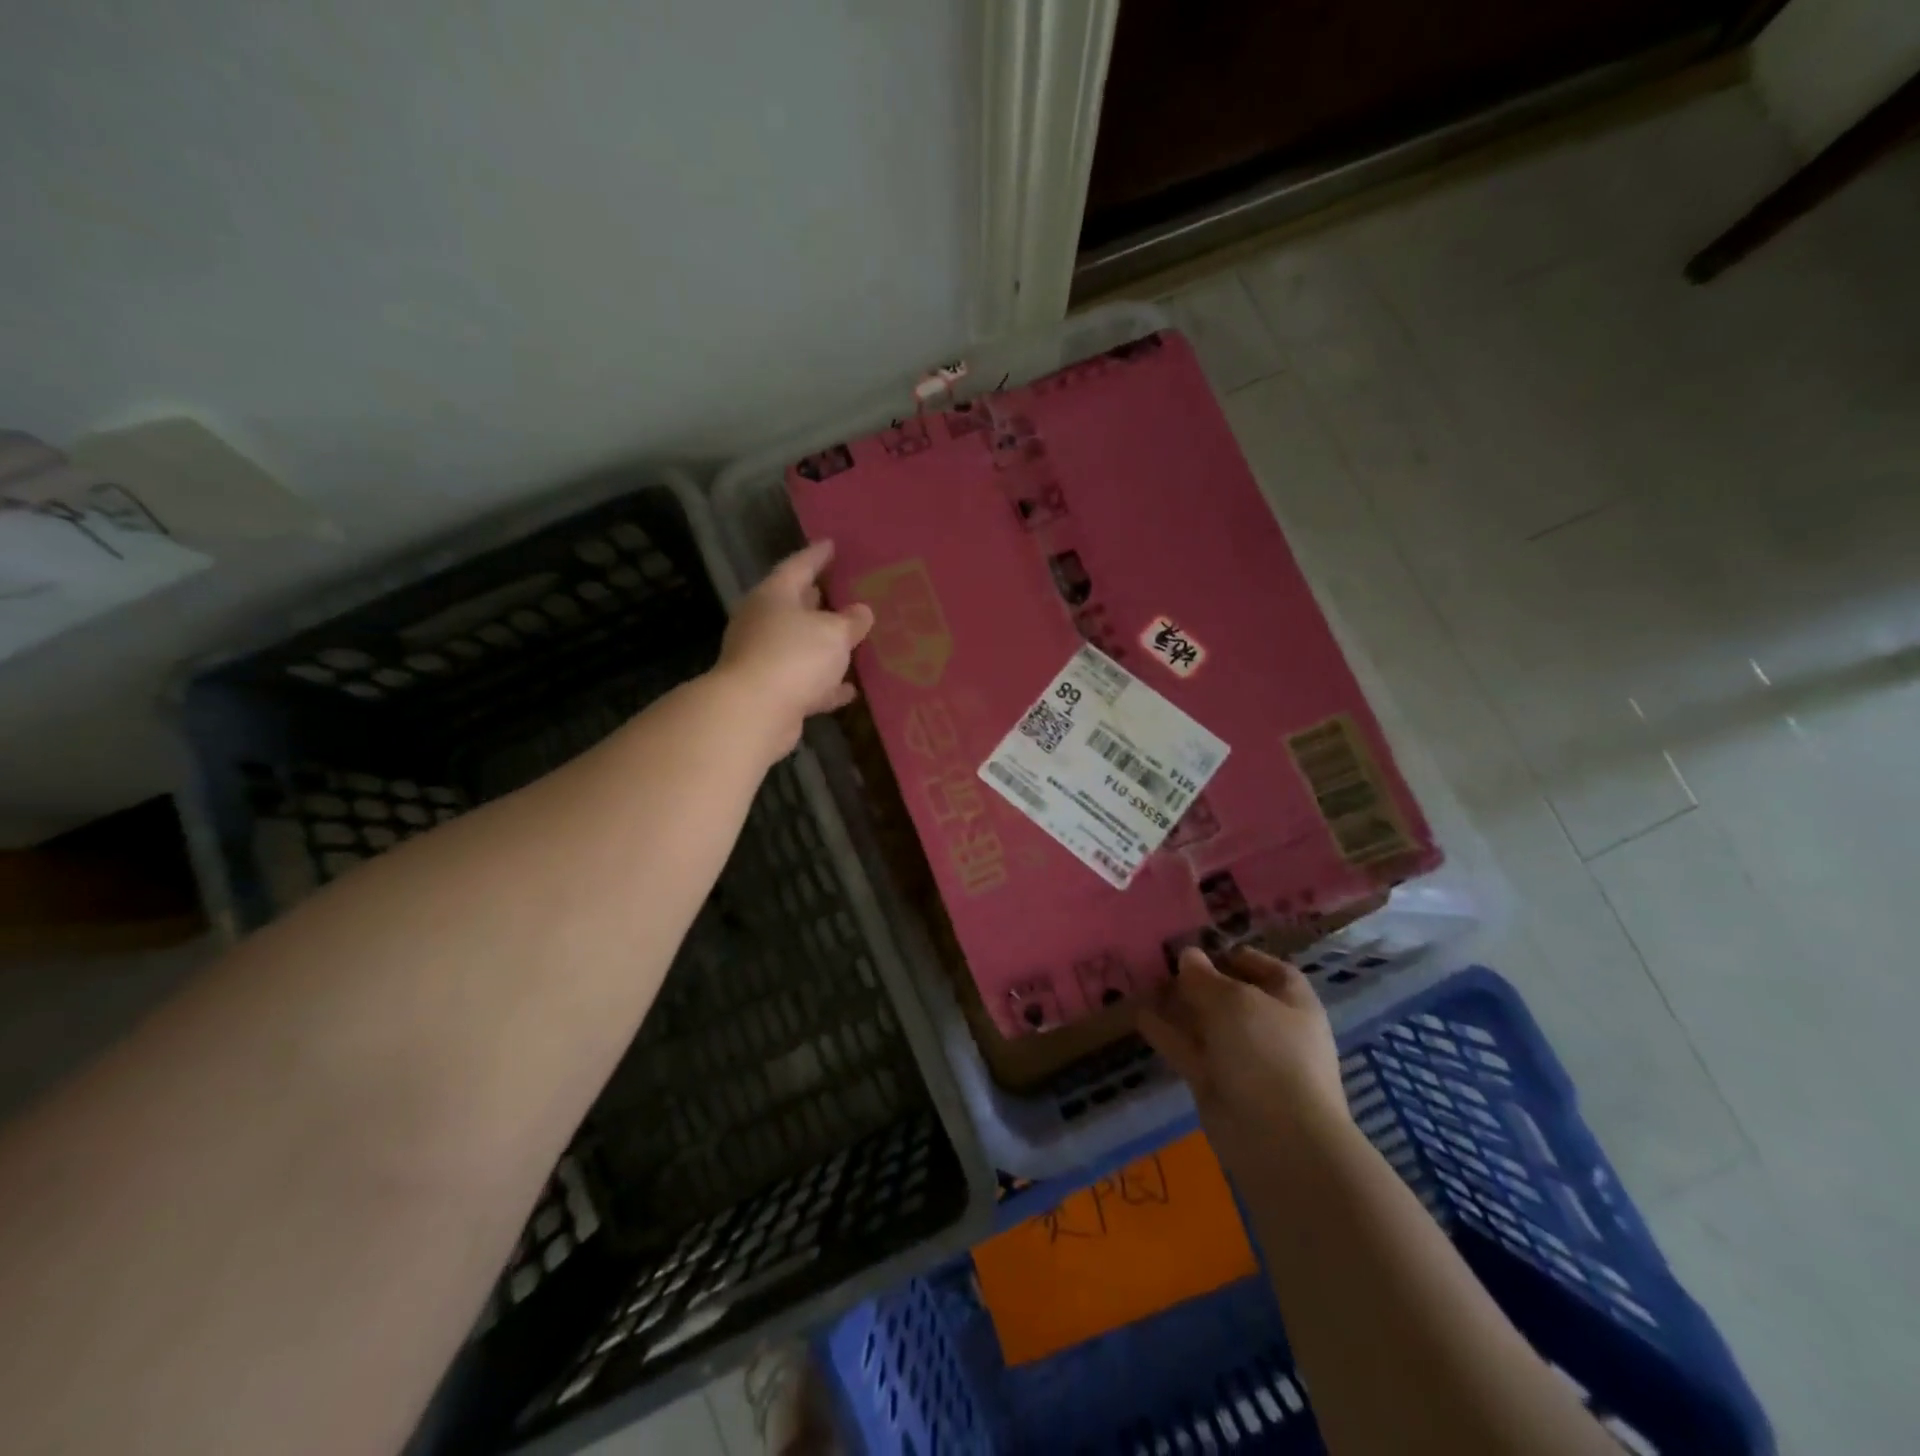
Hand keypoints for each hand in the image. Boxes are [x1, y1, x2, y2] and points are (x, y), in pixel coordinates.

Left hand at [716, 540, 874, 758]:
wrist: (754, 713)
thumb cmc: (794, 656)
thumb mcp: (834, 633)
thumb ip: (851, 621)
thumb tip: (861, 611)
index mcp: (774, 596)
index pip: (798, 566)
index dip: (817, 556)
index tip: (832, 545)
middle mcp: (763, 622)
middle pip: (795, 605)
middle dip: (819, 601)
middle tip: (844, 592)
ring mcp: (763, 658)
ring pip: (800, 645)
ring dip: (823, 645)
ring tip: (851, 640)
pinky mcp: (770, 691)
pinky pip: (804, 681)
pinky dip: (824, 683)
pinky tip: (848, 689)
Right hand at [1137, 946, 1351, 1160]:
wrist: (1278, 1138)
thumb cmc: (1267, 1052)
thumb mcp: (1234, 1001)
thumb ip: (1204, 977)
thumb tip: (1188, 955)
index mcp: (1292, 1003)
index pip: (1270, 971)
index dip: (1239, 958)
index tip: (1204, 948)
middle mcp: (1270, 1028)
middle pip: (1233, 997)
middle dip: (1200, 981)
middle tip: (1163, 963)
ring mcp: (1243, 1059)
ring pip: (1206, 1024)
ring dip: (1179, 1006)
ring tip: (1145, 983)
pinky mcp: (1217, 1084)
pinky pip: (1189, 1050)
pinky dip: (1166, 1033)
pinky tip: (1139, 1014)